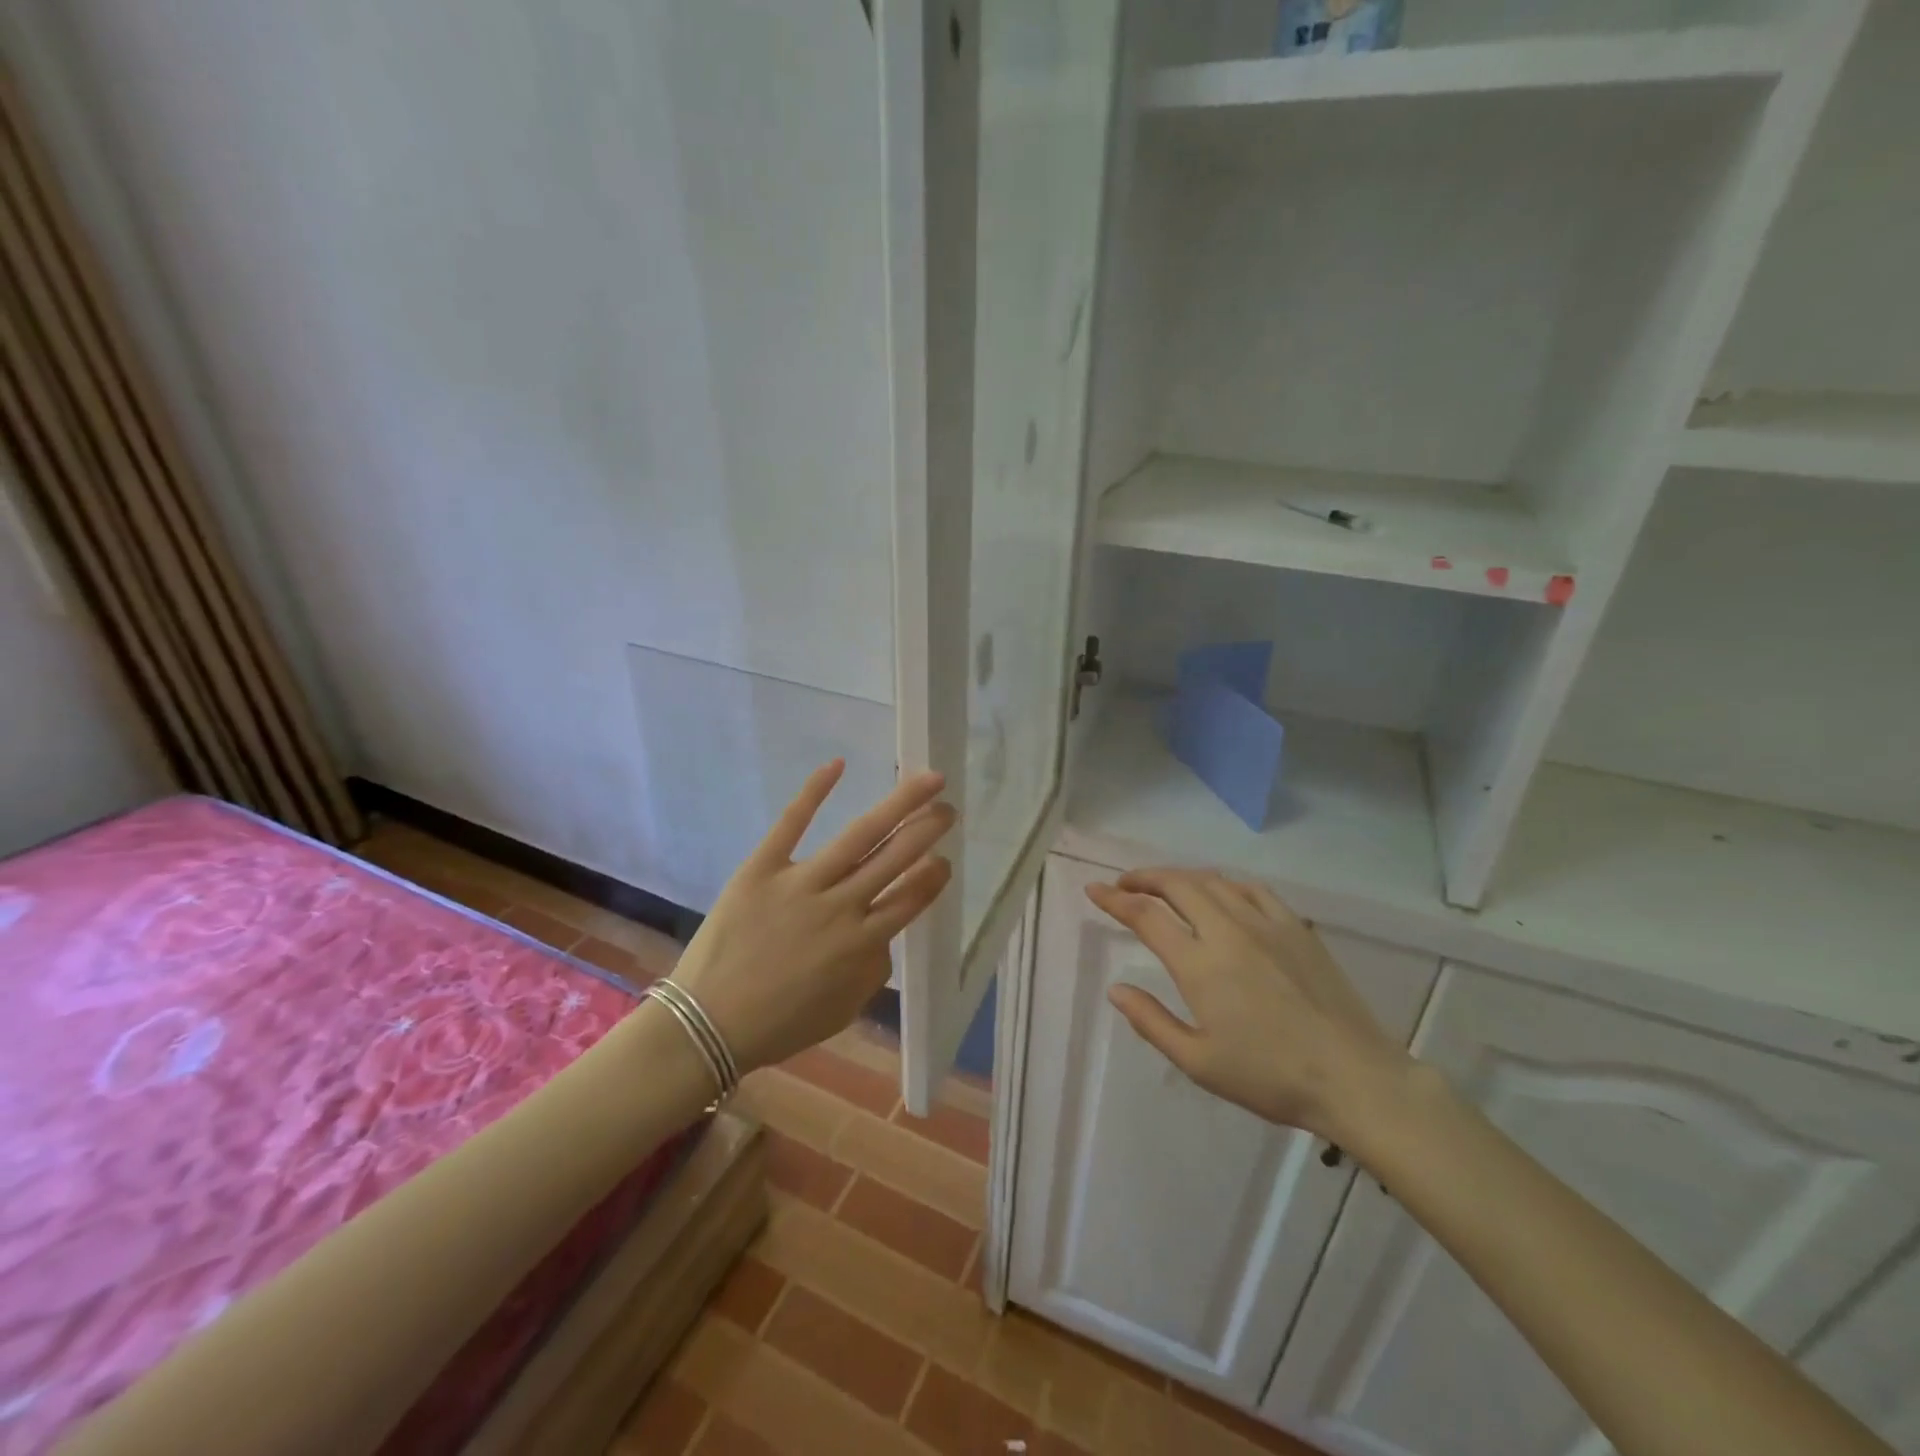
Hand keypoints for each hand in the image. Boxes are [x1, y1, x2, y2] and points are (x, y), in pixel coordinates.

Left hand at [668, 761, 954, 1075]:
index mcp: (861, 944)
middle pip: (895, 858)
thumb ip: (874, 969)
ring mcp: (801, 883)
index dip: (933, 875)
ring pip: (860, 836)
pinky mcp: (762, 867)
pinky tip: (838, 765)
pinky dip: (815, 792)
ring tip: (926, 782)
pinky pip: (792, 823)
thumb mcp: (844, 1009)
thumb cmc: (780, 1024)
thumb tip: (882, 932)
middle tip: (948, 808)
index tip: (945, 858)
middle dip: (927, 830)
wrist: (707, 1025)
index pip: (911, 898)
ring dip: (899, 806)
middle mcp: (840, 906)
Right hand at [1086, 868, 1412, 1144]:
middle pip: (1177, 884)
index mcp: (1200, 964)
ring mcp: (1265, 923)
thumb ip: (1151, 1021)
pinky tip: (1220, 893)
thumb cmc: (1269, 1076)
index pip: (1146, 916)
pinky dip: (1223, 883)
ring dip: (1180, 876)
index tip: (1094, 889)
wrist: (1353, 1077)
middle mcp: (1228, 931)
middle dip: (1144, 877)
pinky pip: (1251, 889)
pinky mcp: (1295, 927)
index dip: (1114, 900)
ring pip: (1213, 881)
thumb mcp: (1198, 1062)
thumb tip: (1116, 989)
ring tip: (1164, 886)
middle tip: (1124, 884)